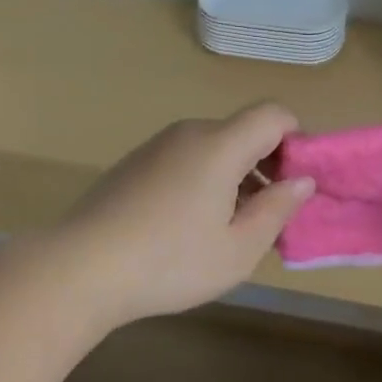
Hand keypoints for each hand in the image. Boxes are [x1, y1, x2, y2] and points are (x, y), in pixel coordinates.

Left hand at [48, 103, 316, 329]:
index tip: (296, 185)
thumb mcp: (238, 248)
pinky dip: (203, 181)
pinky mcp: (134, 164)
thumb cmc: (170, 262)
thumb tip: (301, 181)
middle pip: (243, 132)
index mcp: (219, 145)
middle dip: (267, 166)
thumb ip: (276, 209)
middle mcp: (188, 133)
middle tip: (267, 217)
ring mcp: (156, 146)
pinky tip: (187, 228)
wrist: (80, 268)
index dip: (296, 141)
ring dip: (235, 177)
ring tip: (228, 230)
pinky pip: (185, 160)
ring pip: (213, 148)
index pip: (273, 114)